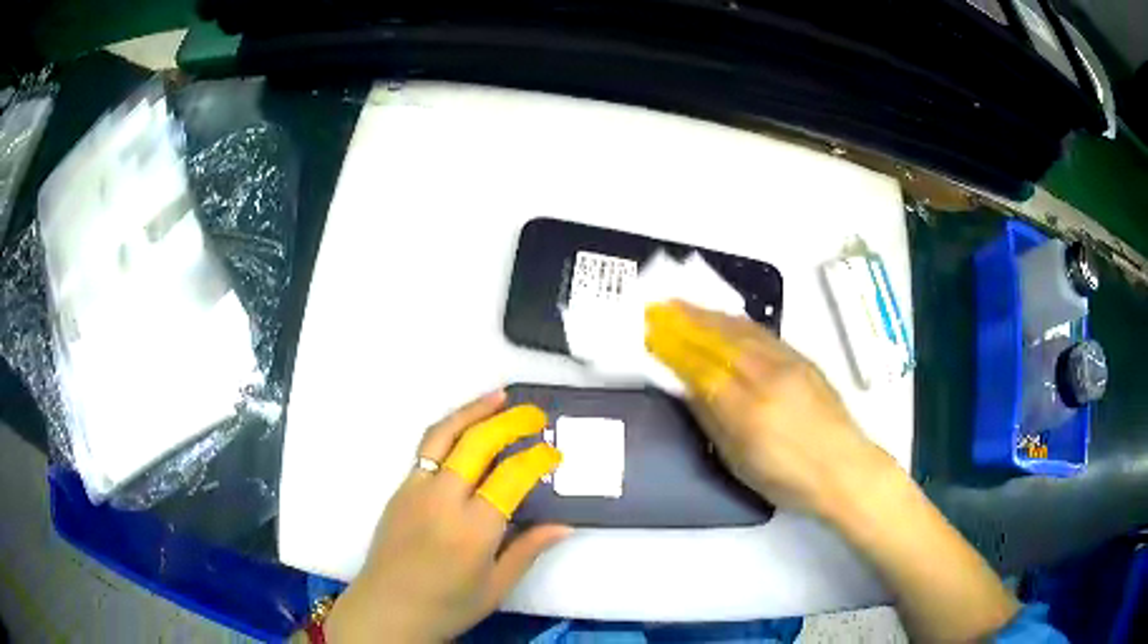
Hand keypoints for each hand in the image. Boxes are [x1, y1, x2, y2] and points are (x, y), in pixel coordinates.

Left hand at [325, 391, 566, 642]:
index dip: (538, 459)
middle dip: (510, 421)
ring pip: (444, 434)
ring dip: (473, 411)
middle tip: (534, 415)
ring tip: (499, 397)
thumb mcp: (496, 586)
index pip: (511, 477)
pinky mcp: (399, 489)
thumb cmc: (447, 605)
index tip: (554, 453)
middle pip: (477, 443)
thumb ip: (528, 549)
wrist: (387, 609)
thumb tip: (565, 525)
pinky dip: (451, 429)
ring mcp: (415, 489)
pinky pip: (427, 448)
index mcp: (473, 529)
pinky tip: (467, 431)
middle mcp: (442, 500)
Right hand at [645, 301, 893, 517]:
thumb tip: (687, 387)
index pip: (701, 369)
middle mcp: (767, 378)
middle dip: (686, 321)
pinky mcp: (803, 359)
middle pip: (719, 341)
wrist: (845, 469)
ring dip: (709, 315)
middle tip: (659, 307)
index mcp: (747, 411)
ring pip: (742, 331)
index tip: (650, 333)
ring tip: (684, 305)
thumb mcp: (740, 462)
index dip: (673, 348)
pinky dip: (737, 322)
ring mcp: (788, 364)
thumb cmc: (789, 480)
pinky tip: (725, 318)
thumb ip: (712, 421)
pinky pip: (763, 333)